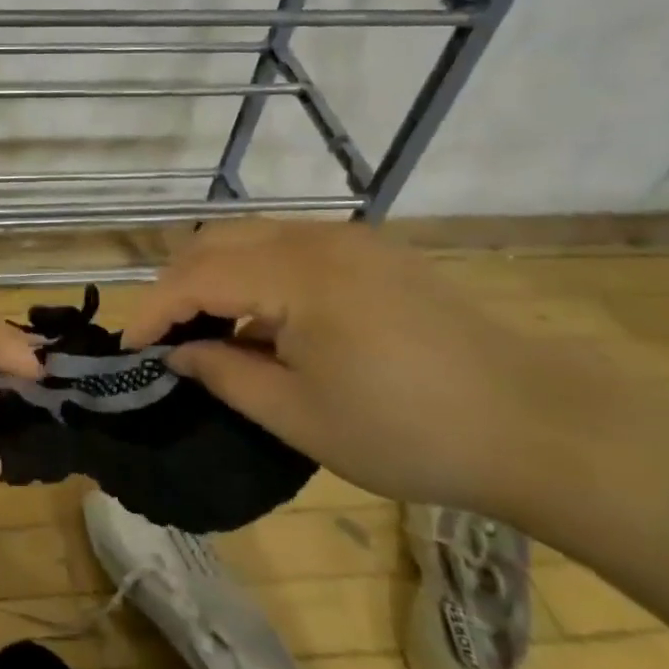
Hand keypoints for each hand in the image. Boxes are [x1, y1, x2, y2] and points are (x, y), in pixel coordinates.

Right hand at [123, 220, 570, 509]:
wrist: (538, 424)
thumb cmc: (408, 430)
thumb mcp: (299, 416)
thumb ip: (224, 374)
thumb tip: (178, 354)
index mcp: (295, 274)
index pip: (195, 276)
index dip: (153, 310)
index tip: (129, 349)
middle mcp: (316, 238)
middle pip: (216, 241)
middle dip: (176, 284)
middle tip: (162, 336)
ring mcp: (349, 239)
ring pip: (251, 237)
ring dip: (214, 275)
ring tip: (206, 329)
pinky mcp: (374, 252)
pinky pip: (289, 247)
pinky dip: (255, 274)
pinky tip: (265, 321)